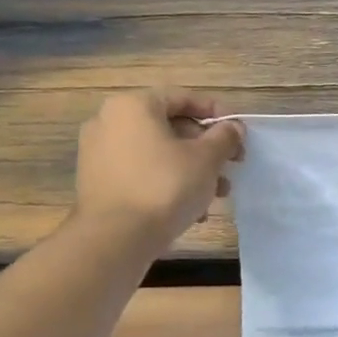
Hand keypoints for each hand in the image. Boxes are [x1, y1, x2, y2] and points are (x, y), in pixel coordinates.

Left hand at [74, 89, 243, 250]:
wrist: (116, 238)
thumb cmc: (165, 186)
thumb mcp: (207, 158)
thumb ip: (224, 137)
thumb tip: (233, 128)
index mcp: (133, 106)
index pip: (183, 98)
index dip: (216, 112)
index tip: (239, 132)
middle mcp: (109, 122)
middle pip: (170, 126)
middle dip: (206, 147)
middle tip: (231, 165)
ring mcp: (99, 153)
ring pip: (158, 153)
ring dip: (192, 169)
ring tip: (217, 193)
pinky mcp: (98, 182)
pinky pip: (142, 172)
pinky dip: (168, 182)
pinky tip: (192, 209)